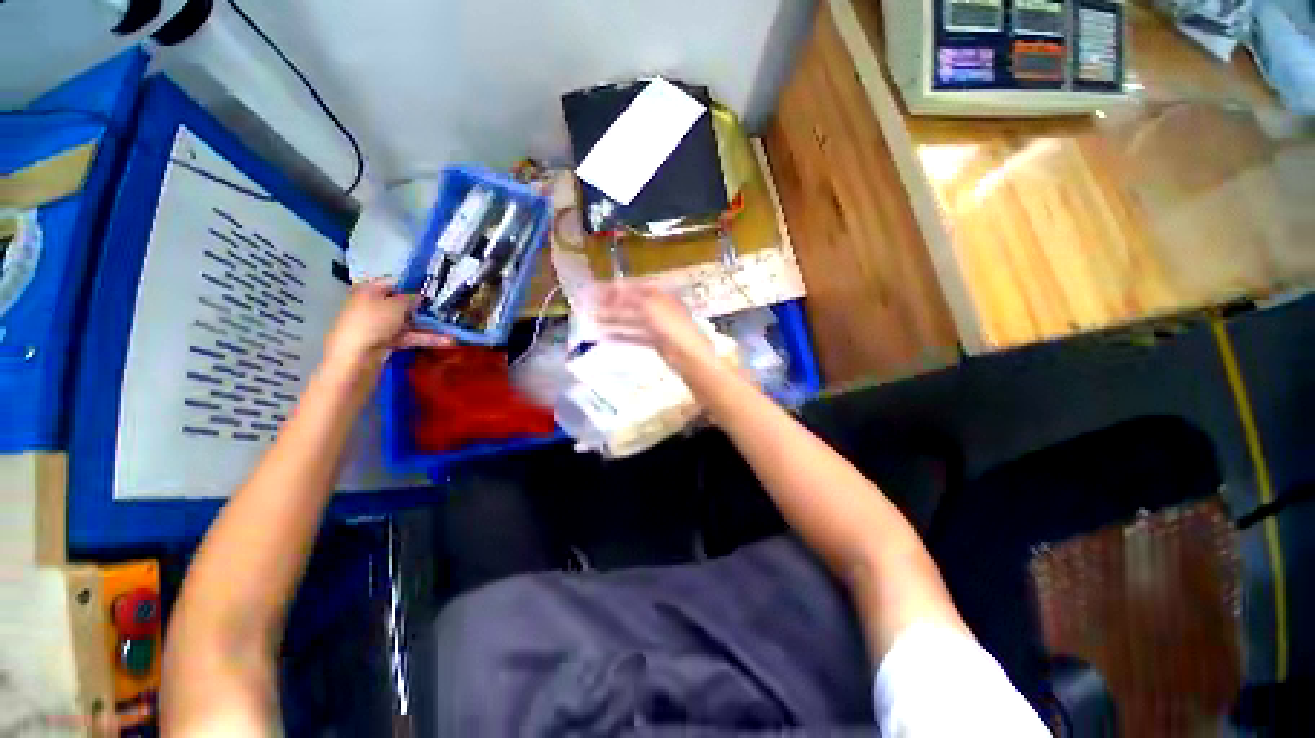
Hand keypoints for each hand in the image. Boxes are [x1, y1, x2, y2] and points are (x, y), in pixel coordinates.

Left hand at [324, 279, 449, 371]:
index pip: (394, 282)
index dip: (413, 285)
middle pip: (402, 304)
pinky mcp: (386, 341)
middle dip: (423, 308)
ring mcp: (379, 324)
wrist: (355, 355)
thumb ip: (411, 298)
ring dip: (429, 326)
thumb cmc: (373, 321)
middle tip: (444, 309)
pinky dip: (424, 338)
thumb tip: (419, 296)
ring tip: (451, 328)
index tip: (433, 290)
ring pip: (407, 322)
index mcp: (369, 290)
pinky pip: (407, 336)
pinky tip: (446, 341)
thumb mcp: (396, 305)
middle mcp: (373, 305)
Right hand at [594, 281, 715, 369]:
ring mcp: (657, 325)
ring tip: (594, 319)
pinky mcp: (656, 341)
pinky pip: (636, 336)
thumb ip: (630, 297)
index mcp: (660, 295)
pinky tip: (606, 337)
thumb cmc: (671, 326)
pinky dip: (622, 335)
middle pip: (632, 302)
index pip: (635, 286)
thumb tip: (614, 287)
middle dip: (612, 303)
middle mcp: (658, 307)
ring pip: (632, 319)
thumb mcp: (650, 306)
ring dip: (614, 318)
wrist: (688, 355)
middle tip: (592, 304)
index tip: (597, 289)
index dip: (617, 287)